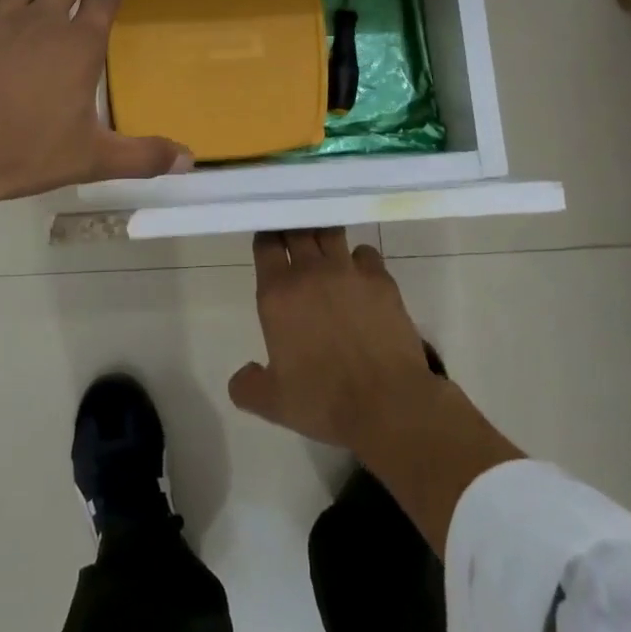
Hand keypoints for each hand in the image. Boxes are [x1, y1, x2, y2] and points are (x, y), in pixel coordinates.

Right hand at [227, 228, 441, 454]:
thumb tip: (242, 375)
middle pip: (297, 229)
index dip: (266, 237)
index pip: (266, 244)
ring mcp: (348, 271)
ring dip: (324, 235)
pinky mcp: (381, 279)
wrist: (387, 404)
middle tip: (293, 234)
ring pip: (331, 233)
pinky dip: (359, 258)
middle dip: (292, 227)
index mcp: (278, 294)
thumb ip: (247, 386)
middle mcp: (310, 272)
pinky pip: (366, 252)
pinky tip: (359, 274)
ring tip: (324, 245)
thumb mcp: (273, 403)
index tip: (268, 239)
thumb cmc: (324, 401)